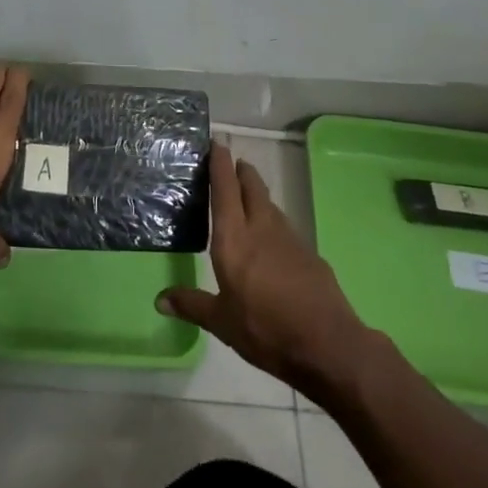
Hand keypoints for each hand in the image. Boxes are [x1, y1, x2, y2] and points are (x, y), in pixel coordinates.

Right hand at [157, 142, 373, 394]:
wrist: (328, 344)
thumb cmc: (266, 329)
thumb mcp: (222, 322)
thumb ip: (192, 305)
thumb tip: (159, 300)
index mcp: (234, 239)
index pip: (225, 190)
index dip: (220, 164)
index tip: (216, 143)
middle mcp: (261, 228)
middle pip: (252, 187)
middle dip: (241, 171)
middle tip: (231, 162)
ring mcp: (289, 239)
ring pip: (269, 204)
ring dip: (257, 193)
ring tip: (246, 195)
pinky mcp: (308, 253)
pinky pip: (284, 225)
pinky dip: (272, 219)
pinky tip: (270, 236)